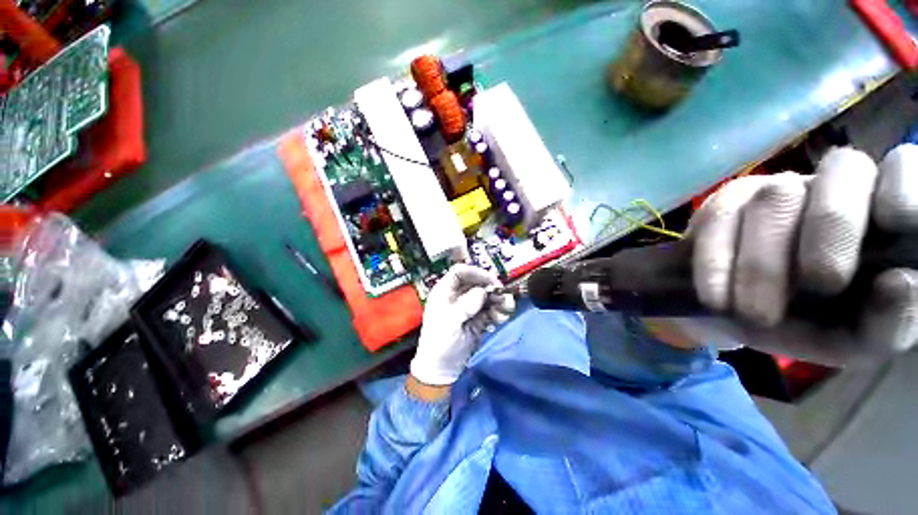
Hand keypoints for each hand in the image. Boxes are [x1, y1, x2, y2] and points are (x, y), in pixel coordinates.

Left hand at [409, 264, 514, 385]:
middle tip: (504, 297)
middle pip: (477, 283)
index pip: (460, 272)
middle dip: (492, 289)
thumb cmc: (439, 343)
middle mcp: (458, 296)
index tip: (491, 281)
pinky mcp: (478, 319)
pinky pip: (491, 310)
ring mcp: (469, 307)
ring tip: (504, 313)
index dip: (476, 273)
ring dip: (498, 302)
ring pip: (487, 296)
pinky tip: (500, 320)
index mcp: (445, 292)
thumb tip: (482, 292)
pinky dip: (498, 313)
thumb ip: (465, 305)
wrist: (442, 369)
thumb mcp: (449, 323)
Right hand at [686, 145, 917, 364]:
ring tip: (756, 313)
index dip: (903, 184)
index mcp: (882, 215)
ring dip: (764, 263)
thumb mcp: (858, 340)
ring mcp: (773, 190)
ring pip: (774, 198)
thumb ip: (889, 324)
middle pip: (842, 170)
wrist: (739, 316)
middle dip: (832, 229)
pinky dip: (716, 263)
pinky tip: (715, 298)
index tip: (896, 222)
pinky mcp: (723, 204)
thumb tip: (900, 284)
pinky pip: (718, 220)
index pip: (905, 168)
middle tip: (821, 287)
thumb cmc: (815, 327)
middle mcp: (834, 188)